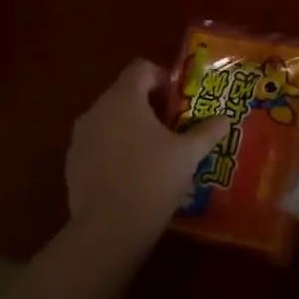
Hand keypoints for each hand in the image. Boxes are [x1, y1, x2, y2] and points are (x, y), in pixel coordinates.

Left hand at [65, 60, 229, 253]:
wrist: (108, 229)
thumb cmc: (153, 180)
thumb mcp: (188, 155)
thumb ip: (207, 132)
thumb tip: (225, 119)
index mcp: (124, 98)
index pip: (141, 69)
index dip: (162, 79)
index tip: (177, 103)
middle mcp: (97, 109)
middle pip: (124, 93)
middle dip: (148, 106)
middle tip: (172, 129)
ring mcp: (80, 137)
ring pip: (109, 119)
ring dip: (130, 127)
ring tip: (153, 153)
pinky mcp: (72, 162)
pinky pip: (97, 143)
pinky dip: (114, 149)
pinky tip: (131, 174)